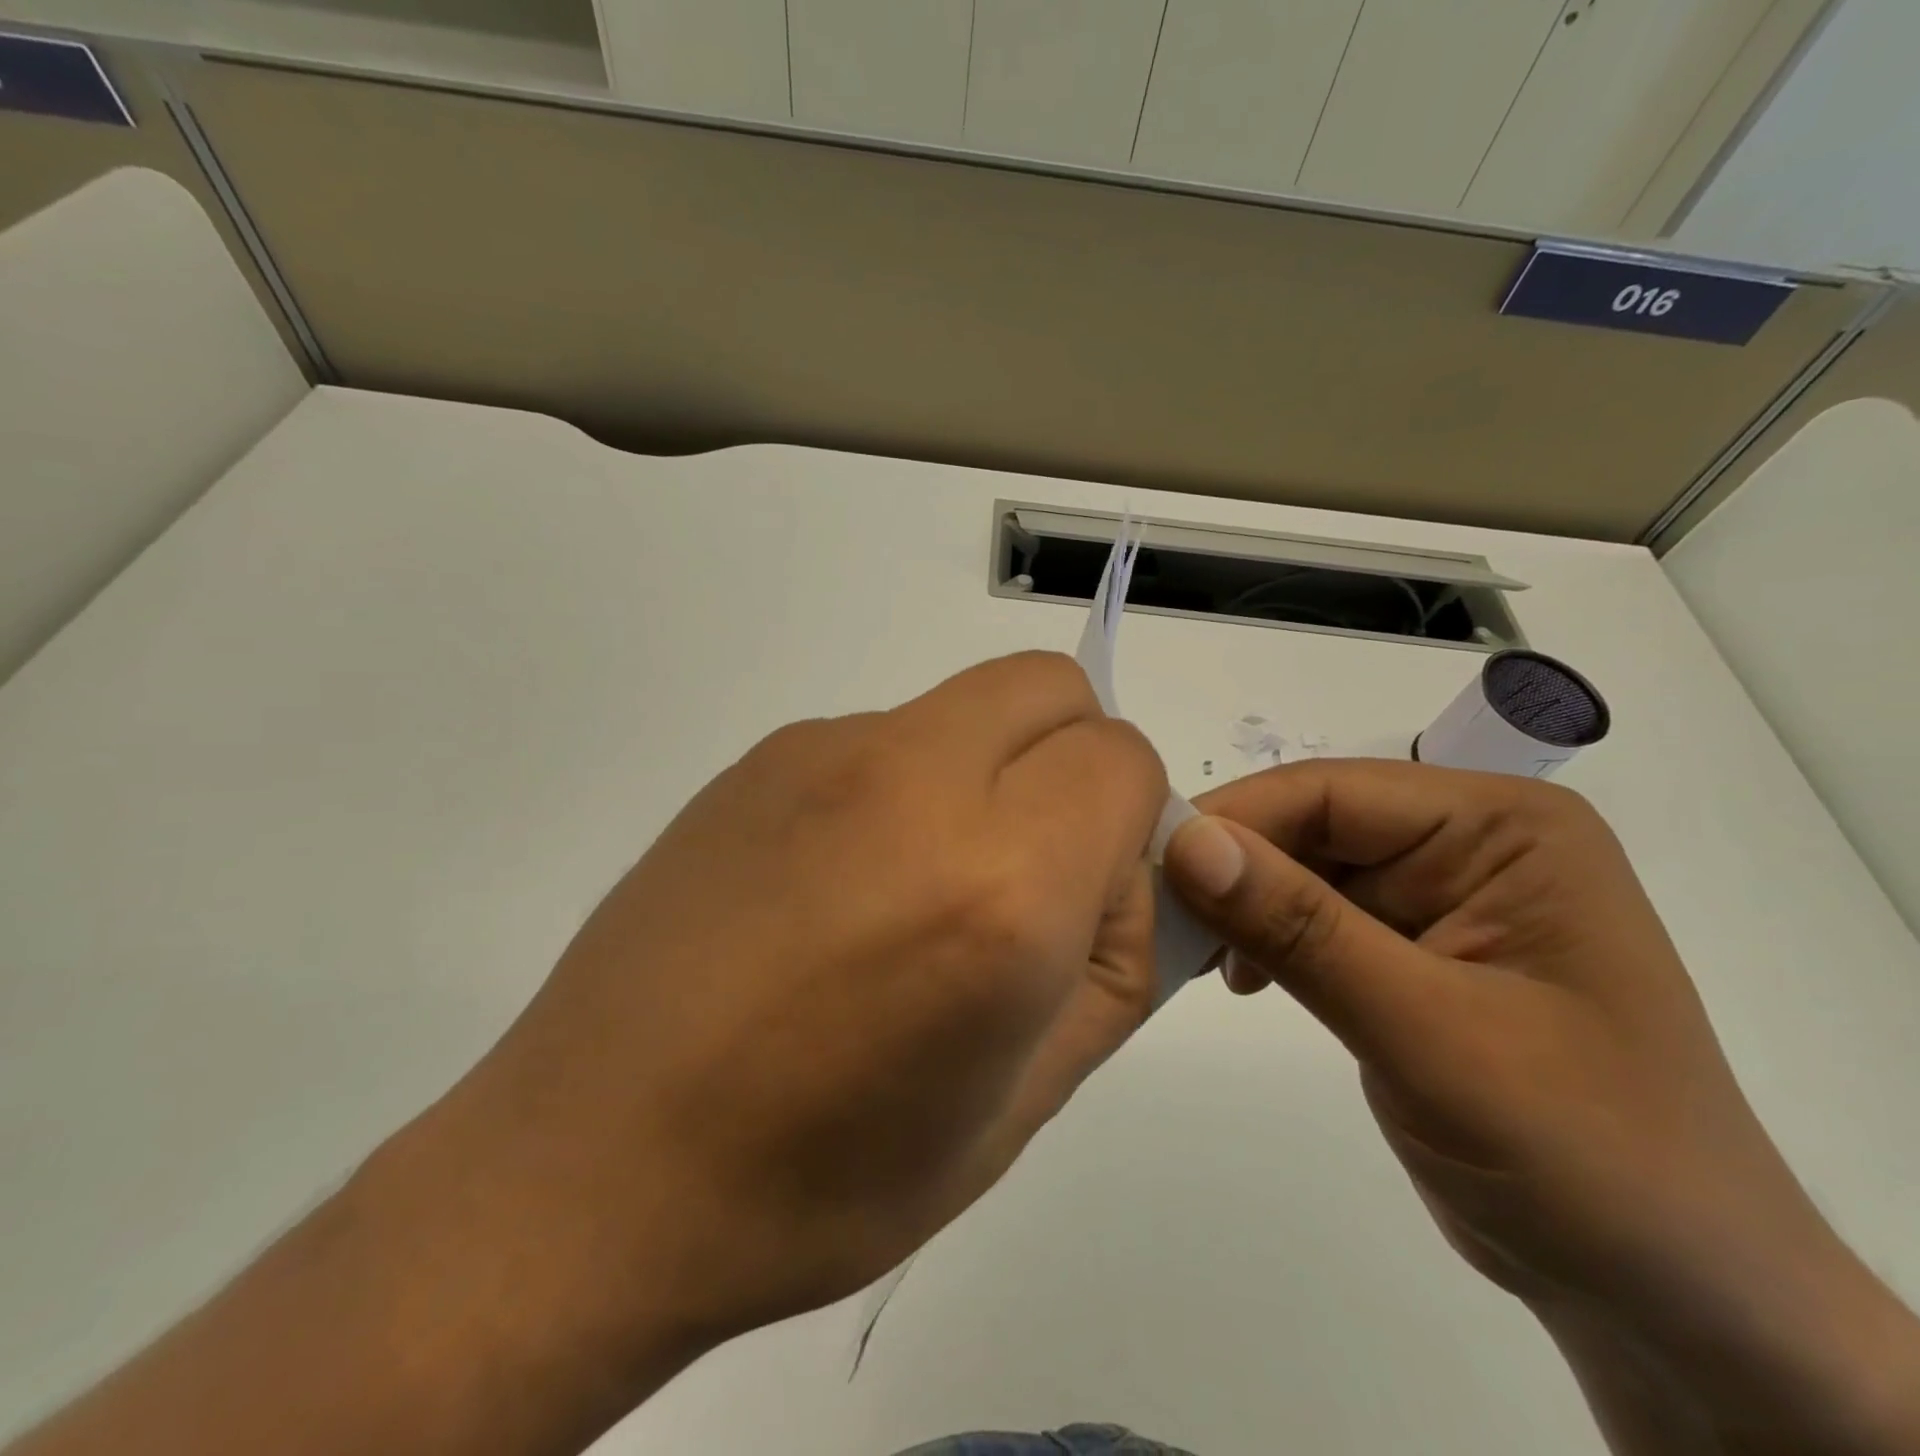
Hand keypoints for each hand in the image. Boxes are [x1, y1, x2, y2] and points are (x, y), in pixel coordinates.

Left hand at [376, 651, 1166, 1412]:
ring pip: (966, 705)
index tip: (1090, 890)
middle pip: (1050, 685)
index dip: (1131, 820)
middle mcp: (914, 782)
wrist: (592, 1166)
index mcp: (999, 884)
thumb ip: (1115, 965)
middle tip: (1032, 863)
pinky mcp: (761, 754)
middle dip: (1074, 756)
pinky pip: (884, 735)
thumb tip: (1136, 875)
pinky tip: (843, 884)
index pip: (1124, 759)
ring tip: (921, 887)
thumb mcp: (1022, 1101)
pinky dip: (909, 782)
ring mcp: (824, 752)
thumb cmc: (824, 1177)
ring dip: (988, 767)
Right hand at [1162, 761, 1919, 1453]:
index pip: (1331, 792)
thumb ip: (1301, 929)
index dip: (1235, 820)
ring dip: (1243, 909)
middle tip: (1154, 919)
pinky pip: (1314, 920)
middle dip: (1233, 870)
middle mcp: (1469, 844)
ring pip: (1303, 872)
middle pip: (1312, 827)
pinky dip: (1266, 942)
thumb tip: (1187, 843)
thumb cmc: (1582, 1155)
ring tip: (1190, 955)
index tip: (1147, 864)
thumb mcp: (1430, 1033)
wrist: (1673, 1304)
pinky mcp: (1410, 953)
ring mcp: (1440, 899)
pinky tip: (1238, 979)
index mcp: (1502, 827)